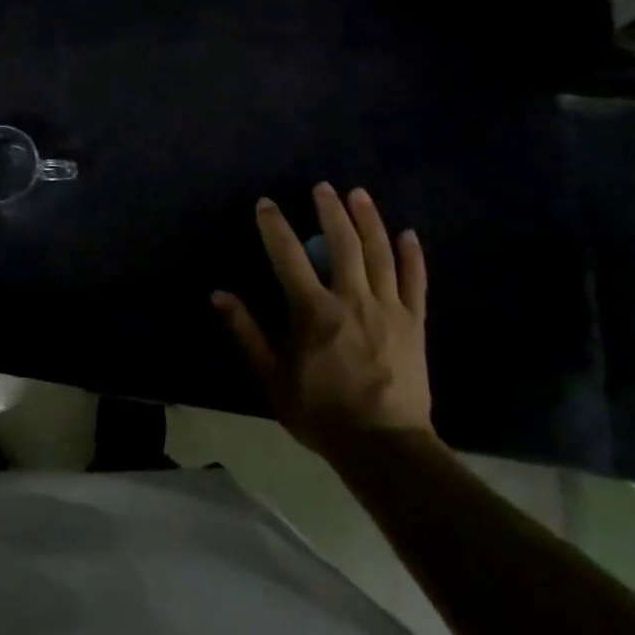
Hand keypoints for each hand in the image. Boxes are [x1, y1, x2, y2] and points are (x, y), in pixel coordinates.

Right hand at [212, 184, 432, 455]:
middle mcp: (352, 299)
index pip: (287, 255)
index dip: (274, 225)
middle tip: (323, 187)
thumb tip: (218, 295)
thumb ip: (246, 332)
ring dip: (368, 220)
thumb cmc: (321, 412)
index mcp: (313, 310)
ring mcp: (389, 309)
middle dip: (331, 210)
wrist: (384, 447)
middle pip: (343, 243)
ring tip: (359, 194)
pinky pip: (415, 282)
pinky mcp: (415, 324)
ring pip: (380, 253)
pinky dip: (412, 256)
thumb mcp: (271, 376)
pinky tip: (408, 233)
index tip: (266, 203)